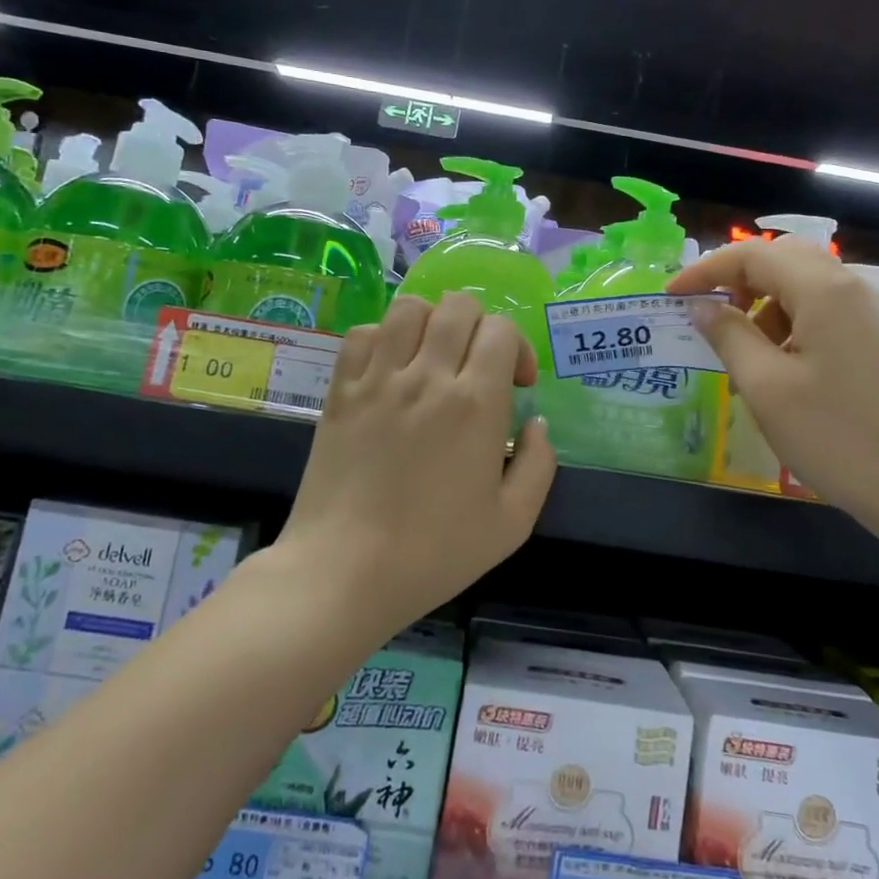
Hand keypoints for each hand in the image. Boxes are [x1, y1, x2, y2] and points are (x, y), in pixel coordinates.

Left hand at [279, 293, 556, 632]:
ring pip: (409, 307)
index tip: (516, 384)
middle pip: (458, 306)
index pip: (500, 330)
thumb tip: (536, 423)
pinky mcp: (340, 391)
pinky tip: (390, 368)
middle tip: (478, 364)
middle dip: (480, 325)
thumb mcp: (512, 523)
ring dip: (432, 321)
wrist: (345, 572)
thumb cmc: (434, 553)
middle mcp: (427, 377)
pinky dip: (382, 337)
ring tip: (433, 356)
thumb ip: (538, 465)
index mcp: (475, 404)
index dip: (516, 347)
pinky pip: (361, 334)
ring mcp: (378, 380)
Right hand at [669, 237, 878, 529]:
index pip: (751, 254)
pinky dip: (794, 321)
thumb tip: (702, 306)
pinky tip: (784, 367)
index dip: (705, 270)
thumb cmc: (837, 437)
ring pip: (807, 284)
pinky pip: (828, 310)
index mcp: (822, 290)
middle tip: (711, 315)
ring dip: (766, 302)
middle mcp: (852, 288)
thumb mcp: (766, 388)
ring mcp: (874, 314)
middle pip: (784, 258)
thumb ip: (729, 336)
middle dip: (739, 279)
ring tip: (745, 351)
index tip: (672, 296)